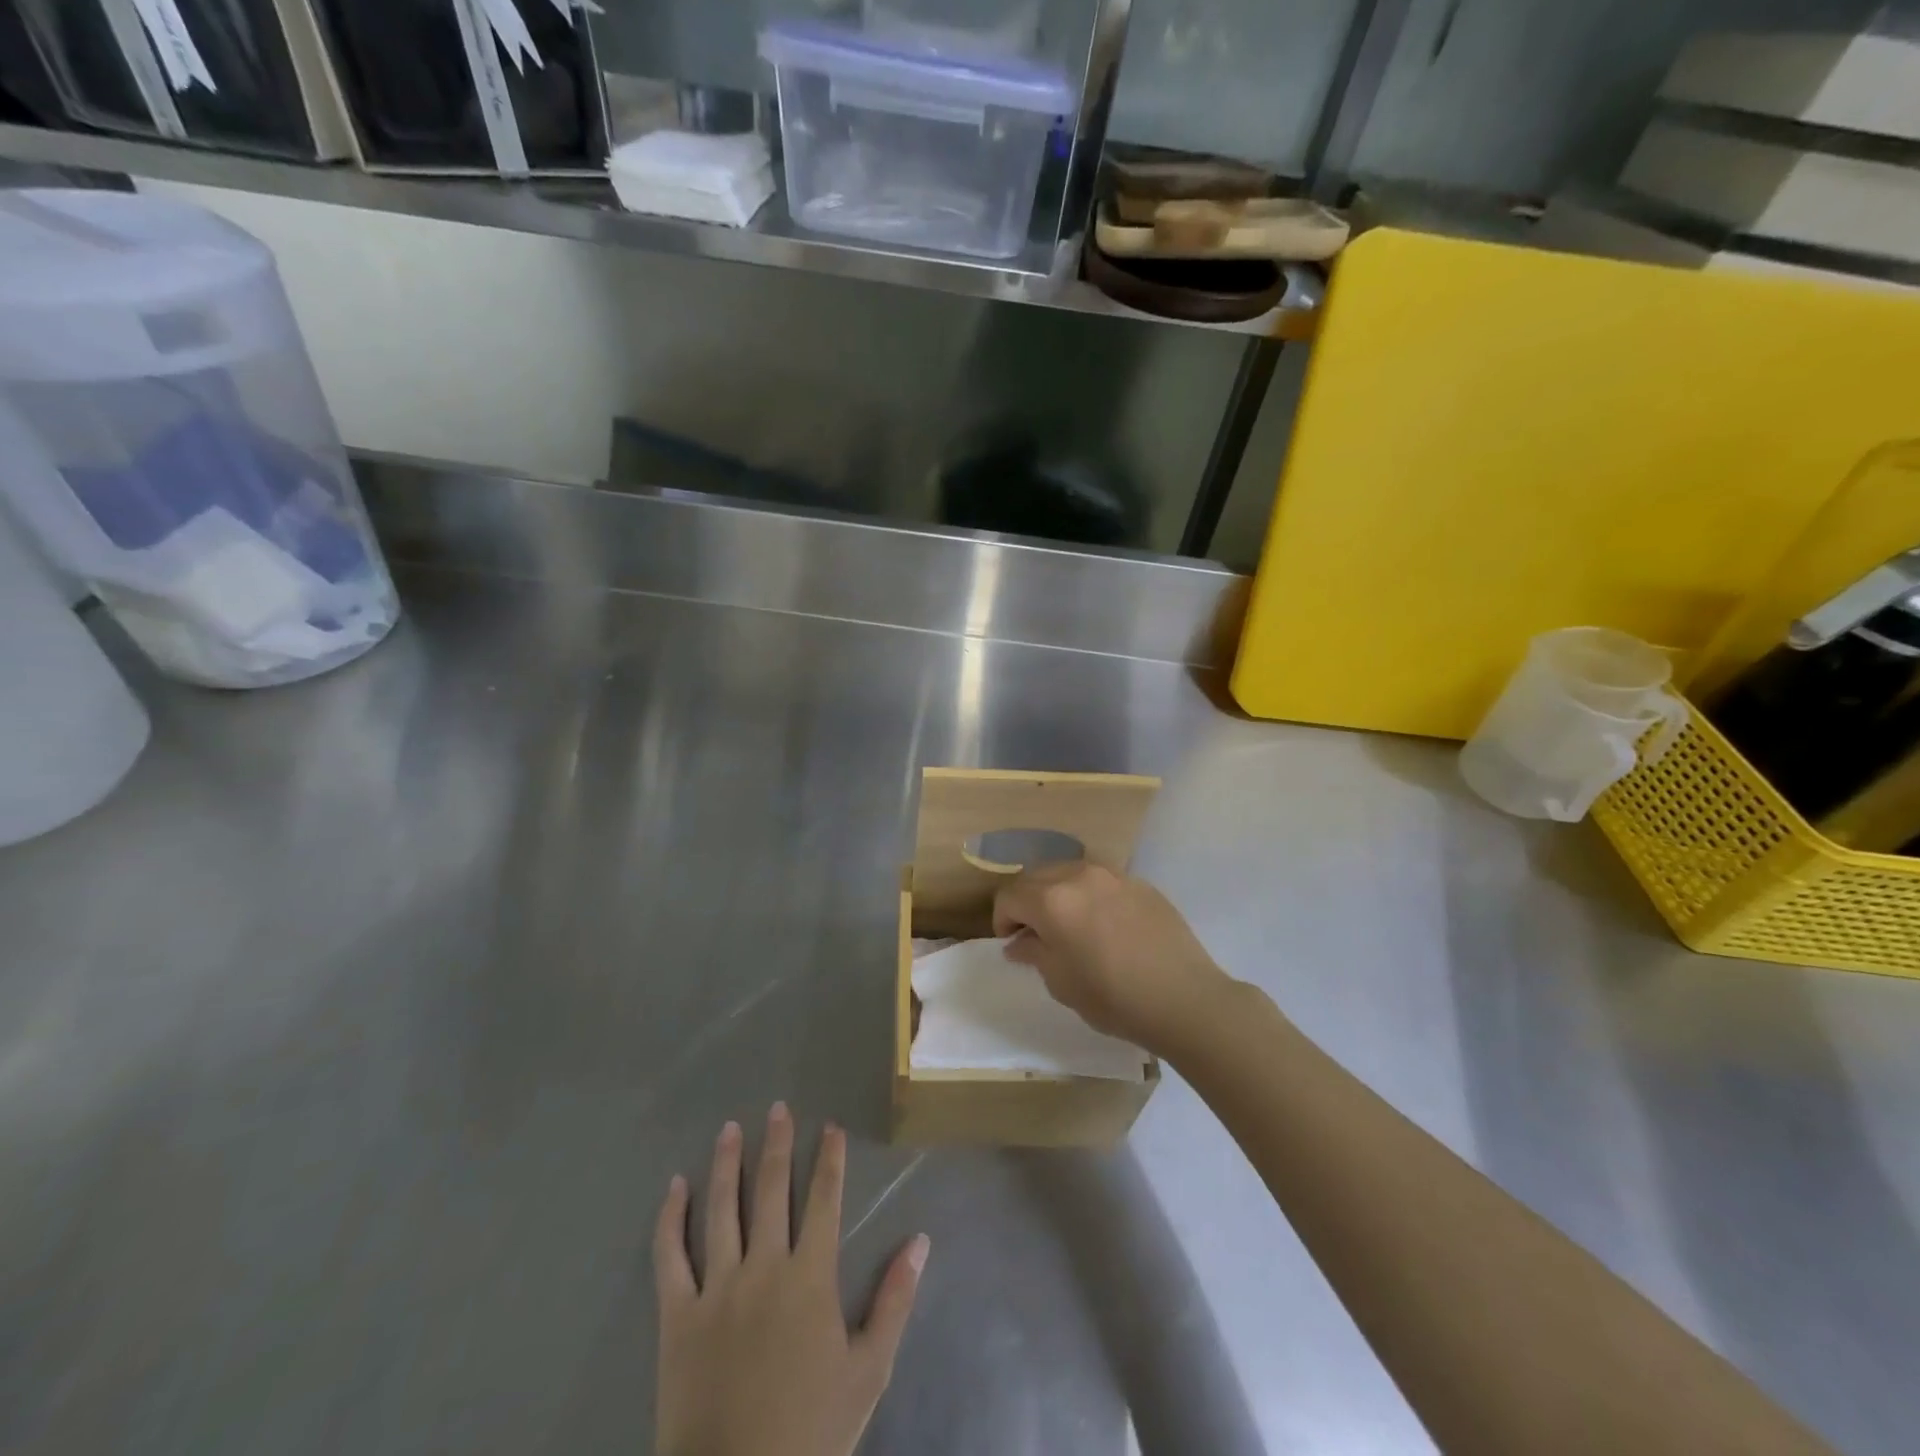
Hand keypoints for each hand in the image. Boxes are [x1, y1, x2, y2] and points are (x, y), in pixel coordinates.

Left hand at [654, 1105, 930, 1455]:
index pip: (824, 1200)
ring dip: (728, 1164)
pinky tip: (675, 1187)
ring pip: (723, 1209)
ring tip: (730, 1128)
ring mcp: (717, 1287)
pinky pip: (670, 1256)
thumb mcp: (868, 1371)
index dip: (830, 1160)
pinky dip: (671, 1218)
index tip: (831, 1127)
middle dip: (778, 1145)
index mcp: (810, 1277)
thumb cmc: (809, 1432)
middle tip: (778, 1108)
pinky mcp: (677, 1315)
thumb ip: (894, 1301)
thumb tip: (920, 1241)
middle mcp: (764, 1266)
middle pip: (773, 1190)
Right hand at [992, 862, 1232, 1054]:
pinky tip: (1104, 924)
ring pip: (1069, 871)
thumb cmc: (1113, 997)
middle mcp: (1079, 876)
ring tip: (1069, 924)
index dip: (1003, 919)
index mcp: (1052, 900)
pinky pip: (1101, 880)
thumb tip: (1020, 941)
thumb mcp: (1061, 983)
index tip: (1011, 942)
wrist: (1184, 998)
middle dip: (1027, 901)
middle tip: (1034, 932)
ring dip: (1057, 892)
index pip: (1010, 895)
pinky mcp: (1140, 883)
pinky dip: (1089, 895)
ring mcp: (1114, 875)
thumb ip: (1035, 953)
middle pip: (1036, 876)